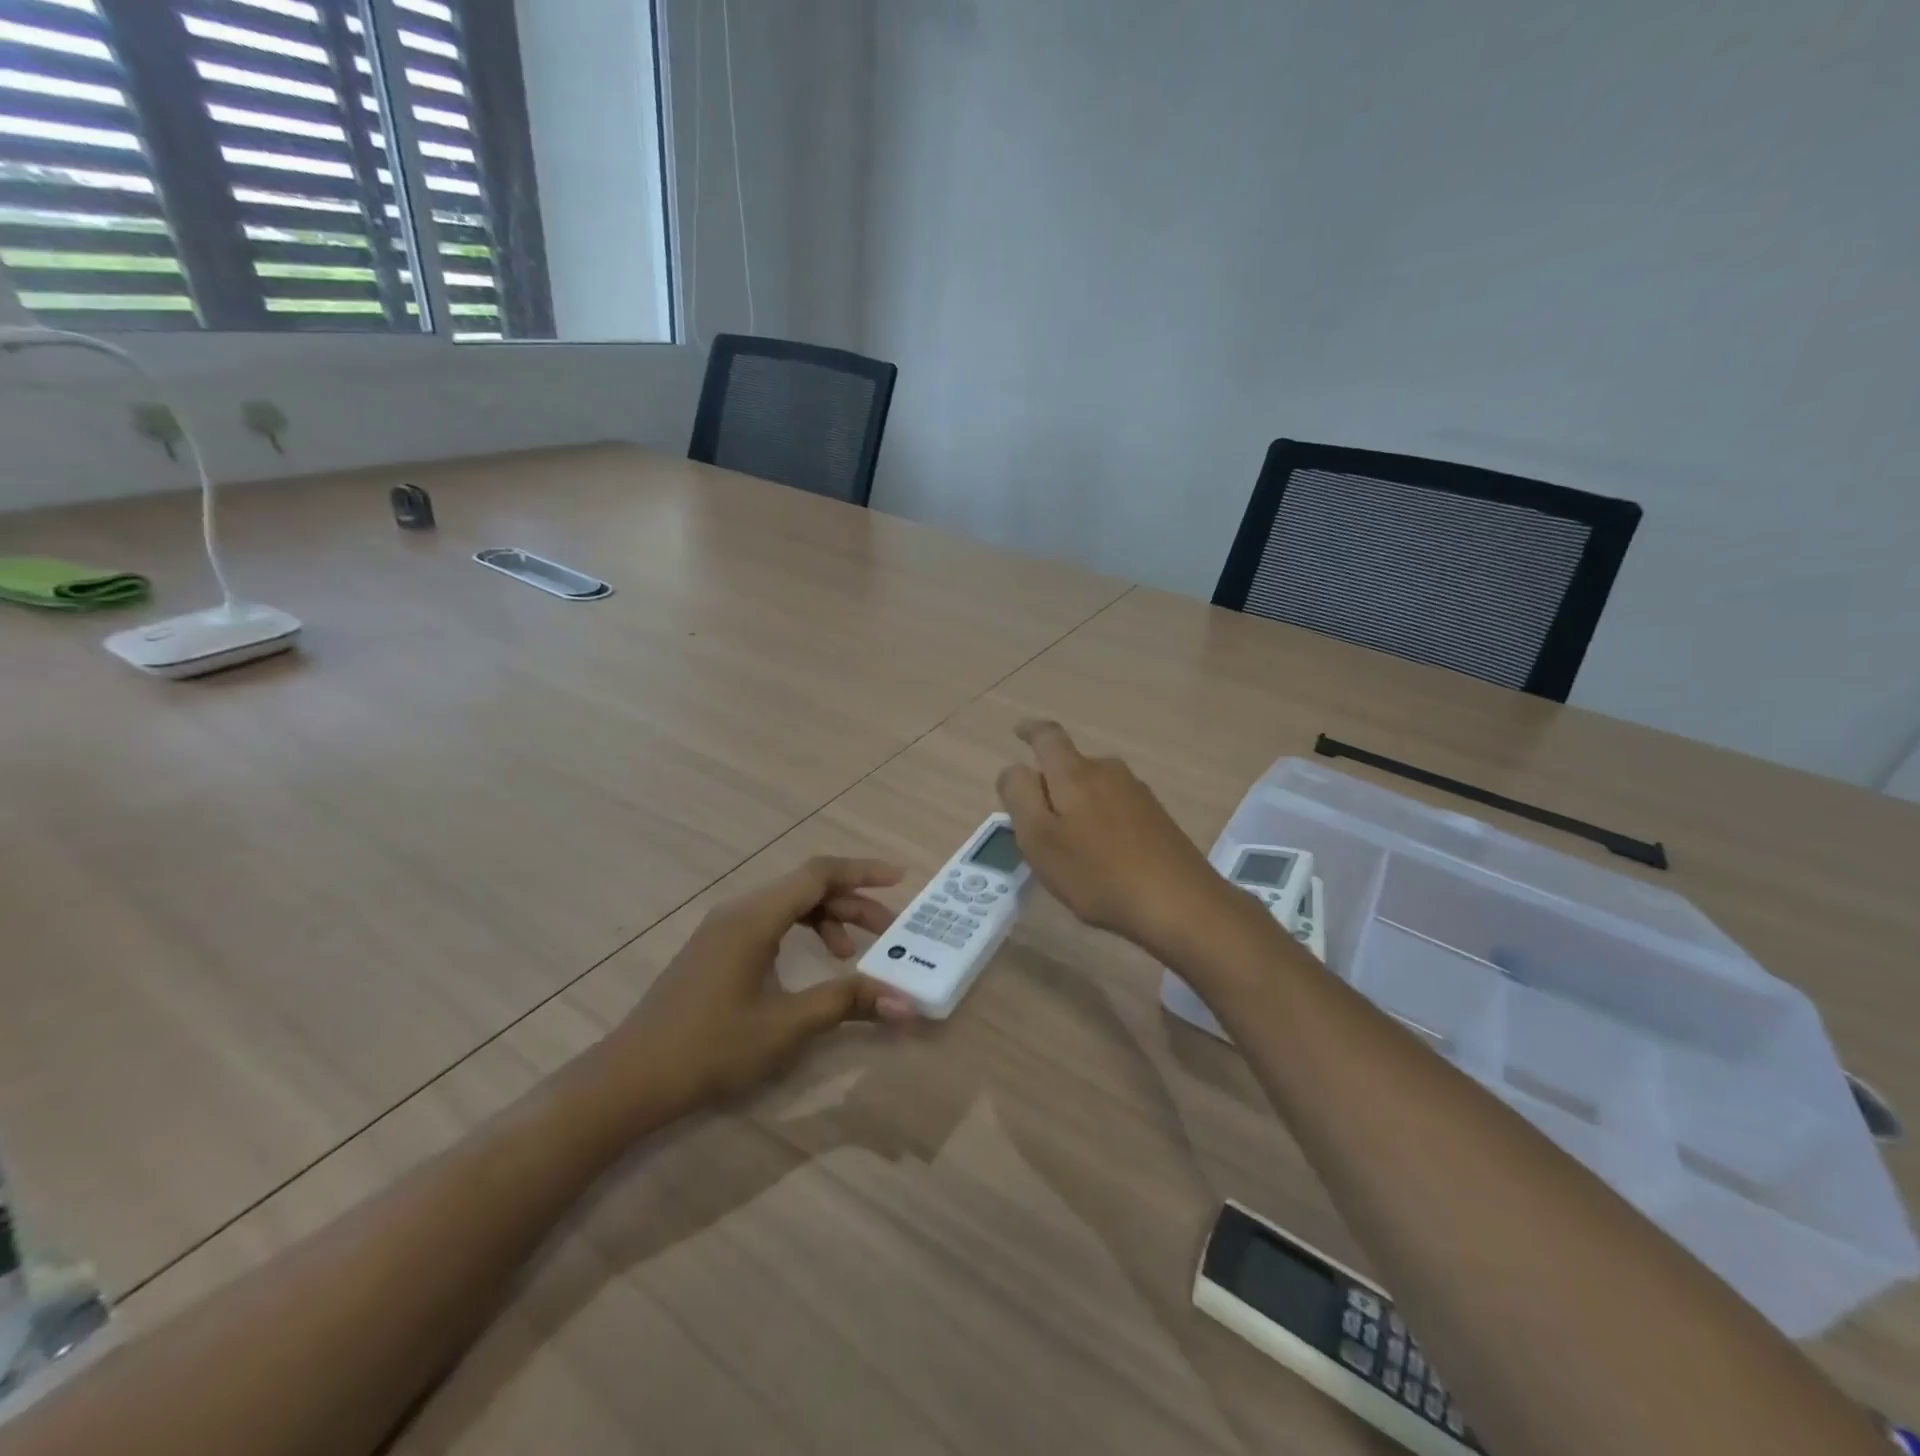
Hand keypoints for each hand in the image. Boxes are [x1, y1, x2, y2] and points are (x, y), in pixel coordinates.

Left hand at [622, 857, 917, 1112]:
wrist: (631, 1078)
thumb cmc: (711, 1047)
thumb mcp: (787, 1025)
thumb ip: (847, 1003)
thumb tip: (905, 1003)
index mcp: (756, 916)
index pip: (819, 874)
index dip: (863, 872)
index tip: (901, 879)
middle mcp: (739, 910)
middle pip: (806, 887)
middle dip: (852, 904)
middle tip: (888, 932)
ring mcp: (722, 928)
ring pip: (787, 905)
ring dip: (826, 920)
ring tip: (850, 955)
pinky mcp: (714, 948)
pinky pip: (769, 922)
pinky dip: (800, 932)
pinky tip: (809, 965)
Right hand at [996, 720, 1238, 957]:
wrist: (1179, 903)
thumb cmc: (1097, 873)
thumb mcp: (1040, 839)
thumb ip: (1020, 796)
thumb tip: (1014, 769)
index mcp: (1075, 773)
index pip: (1048, 737)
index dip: (1030, 731)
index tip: (1019, 731)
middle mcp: (1108, 772)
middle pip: (1070, 765)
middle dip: (1050, 784)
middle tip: (1034, 821)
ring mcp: (1137, 793)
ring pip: (1093, 788)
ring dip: (1076, 806)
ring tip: (1067, 846)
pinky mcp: (1156, 817)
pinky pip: (1114, 807)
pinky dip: (1099, 821)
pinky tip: (1100, 856)